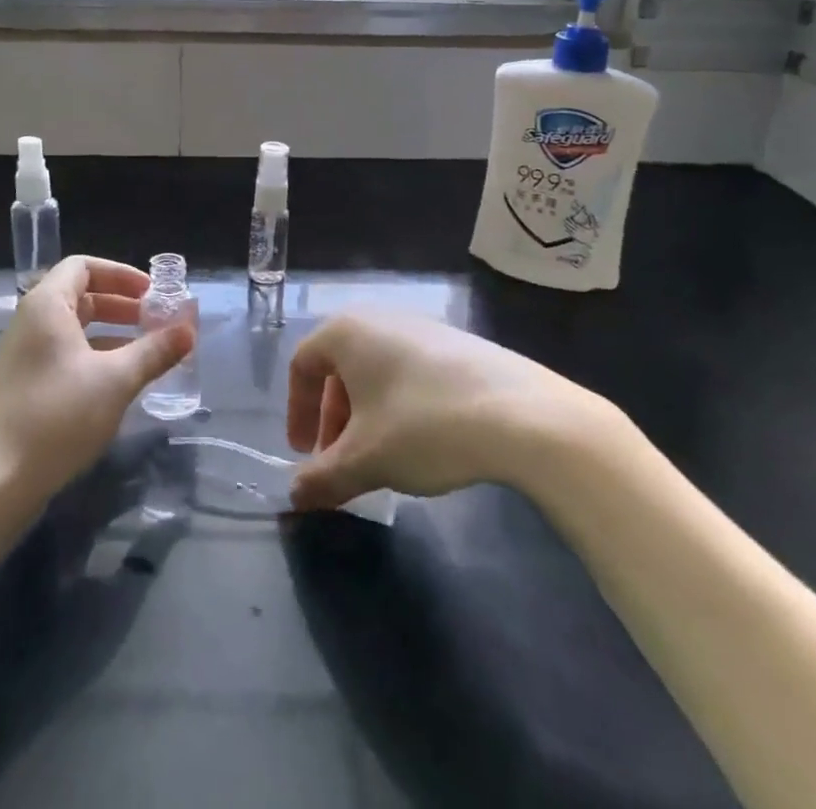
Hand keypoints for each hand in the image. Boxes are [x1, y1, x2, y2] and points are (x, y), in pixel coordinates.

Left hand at [0, 256, 193, 506]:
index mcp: (47, 305)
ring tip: (146, 351)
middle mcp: (31, 321)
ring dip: (111, 333)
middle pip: (80, 296)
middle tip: (156, 321)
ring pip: (74, 328)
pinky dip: (94, 356)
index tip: (152, 294)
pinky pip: (64, 354)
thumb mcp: (115, 380)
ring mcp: (23, 354)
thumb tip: (189, 329)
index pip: (84, 267)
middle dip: (121, 305)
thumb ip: (154, 351)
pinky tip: (118, 381)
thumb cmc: (57, 416)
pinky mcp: (23, 385)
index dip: (121, 274)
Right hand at [285, 311, 615, 511]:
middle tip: (341, 463)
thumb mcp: (366, 460)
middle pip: (339, 369)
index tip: (304, 454)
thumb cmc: (423, 425)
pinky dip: (400, 406)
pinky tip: (425, 443)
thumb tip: (294, 496)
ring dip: (366, 417)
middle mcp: (379, 319)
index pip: (302, 365)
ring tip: (383, 459)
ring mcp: (422, 328)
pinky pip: (410, 372)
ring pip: (376, 372)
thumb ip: (323, 478)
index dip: (296, 411)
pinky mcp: (458, 345)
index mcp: (346, 332)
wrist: (522, 414)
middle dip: (333, 420)